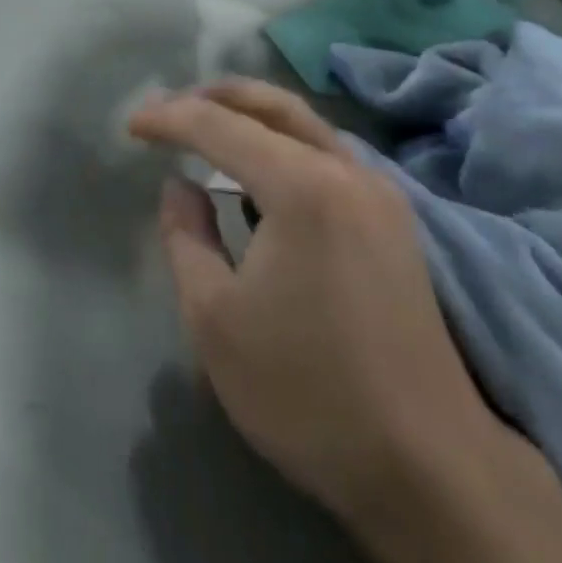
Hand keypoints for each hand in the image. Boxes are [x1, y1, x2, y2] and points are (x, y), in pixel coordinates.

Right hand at [129, 79, 503, 530]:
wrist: (429, 467)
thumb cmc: (307, 393)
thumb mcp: (215, 319)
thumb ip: (186, 237)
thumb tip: (181, 185)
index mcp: (303, 186)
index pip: (220, 125)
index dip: (169, 118)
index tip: (132, 125)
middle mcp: (346, 170)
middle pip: (272, 104)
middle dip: (214, 95)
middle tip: (169, 109)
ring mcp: (379, 191)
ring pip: (305, 123)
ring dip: (252, 115)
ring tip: (206, 128)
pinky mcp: (394, 218)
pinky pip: (327, 152)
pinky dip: (284, 142)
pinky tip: (260, 172)